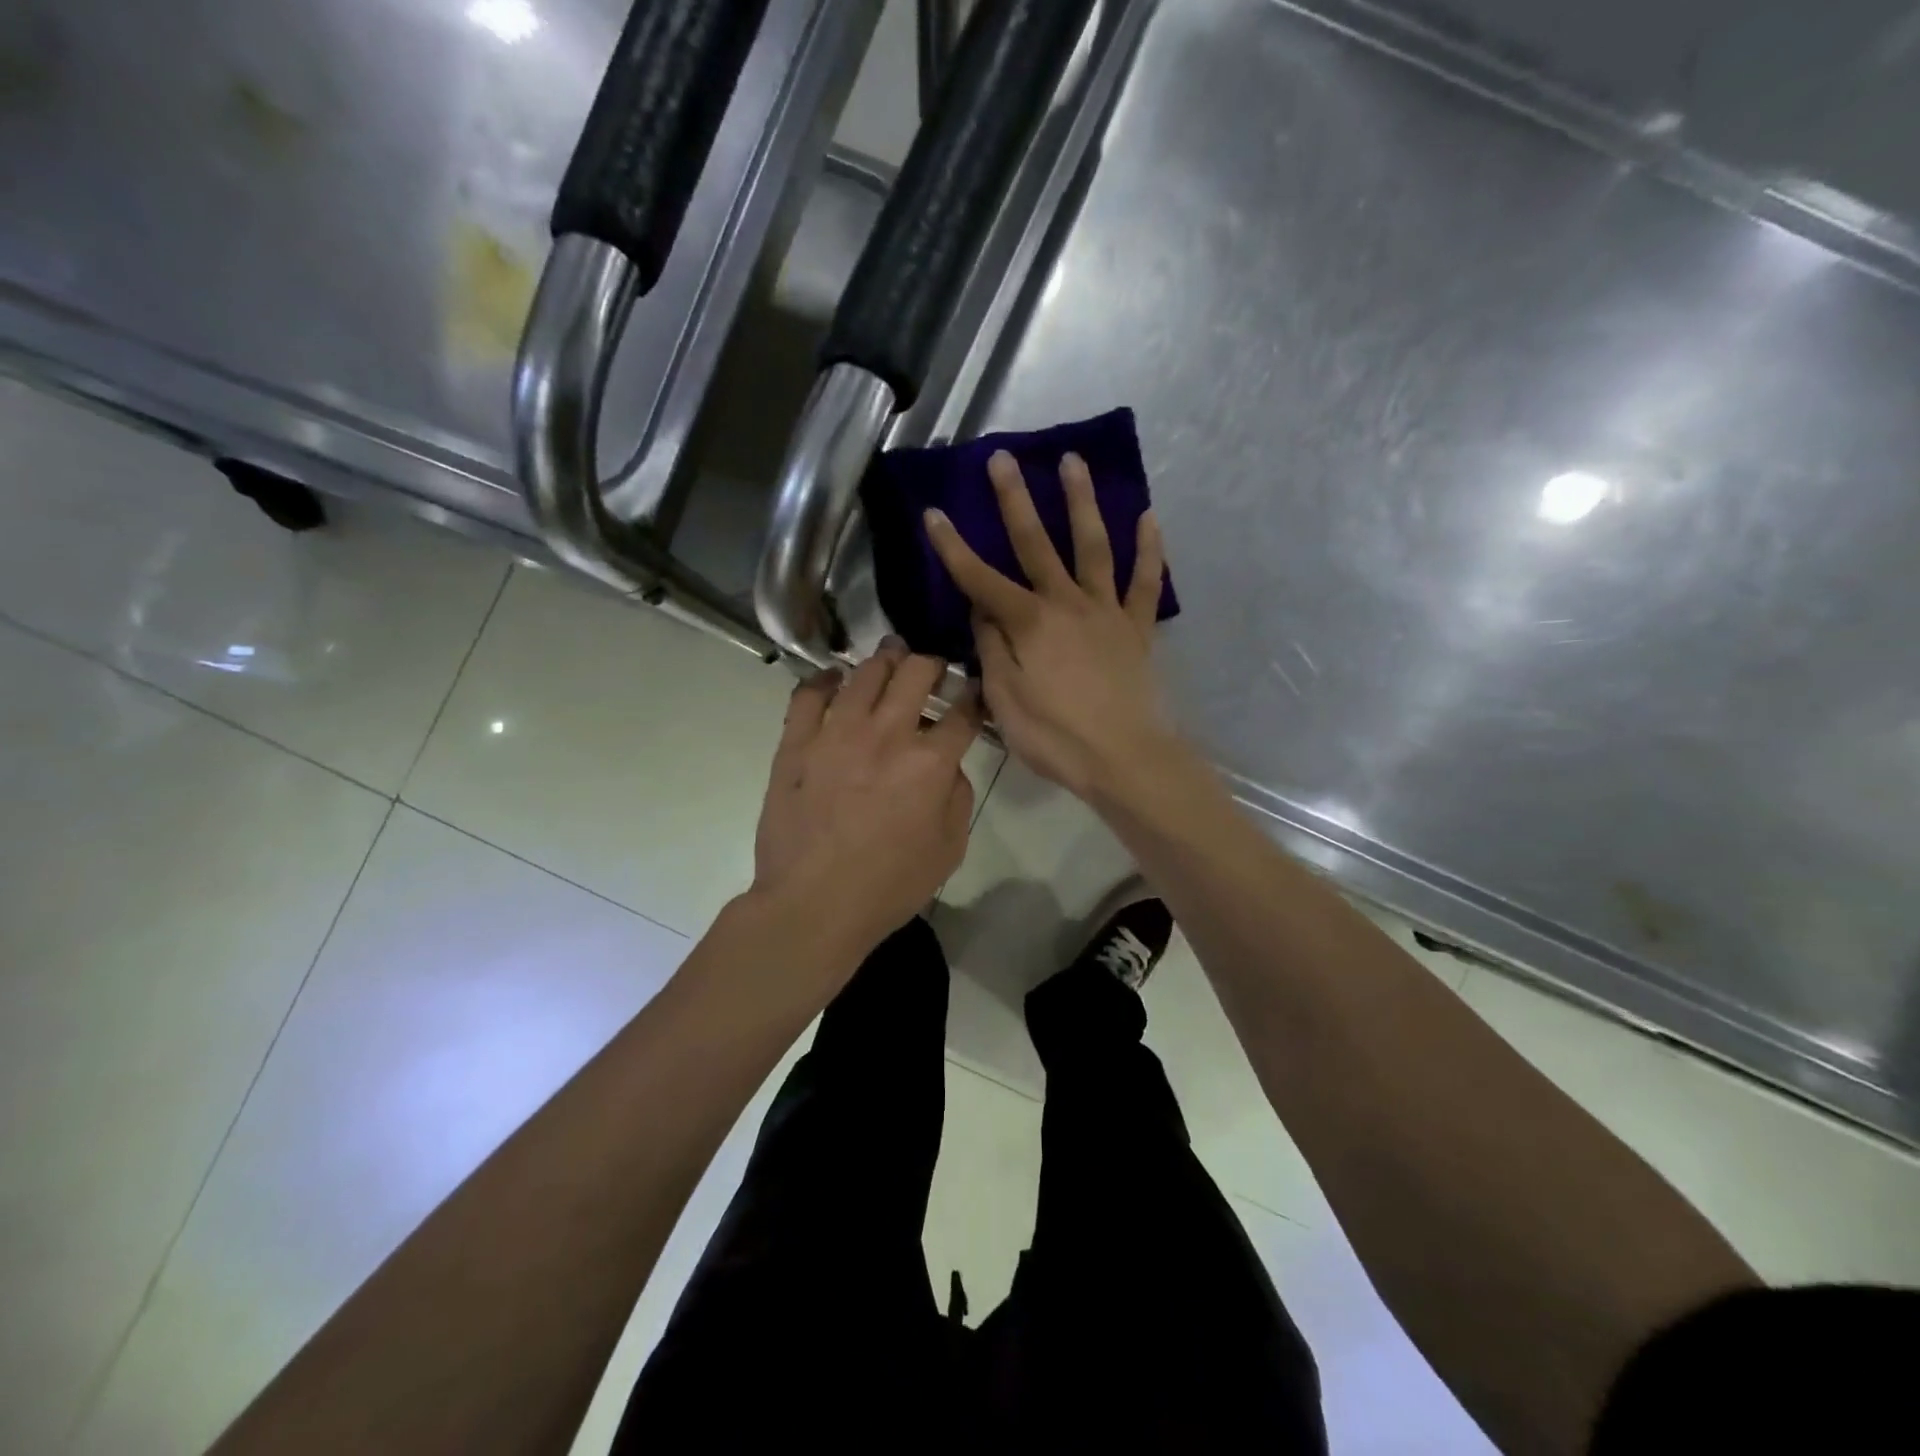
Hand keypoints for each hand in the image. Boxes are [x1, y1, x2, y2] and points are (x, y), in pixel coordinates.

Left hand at [752, 639, 981, 964]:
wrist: (813, 905)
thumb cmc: (889, 885)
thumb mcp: (949, 849)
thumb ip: (958, 797)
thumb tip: (948, 766)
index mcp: (930, 763)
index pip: (962, 713)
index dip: (974, 697)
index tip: (974, 691)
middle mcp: (886, 734)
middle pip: (915, 673)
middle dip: (931, 663)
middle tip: (932, 668)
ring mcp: (836, 733)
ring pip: (864, 673)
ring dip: (884, 660)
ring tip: (890, 657)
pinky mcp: (796, 743)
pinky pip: (808, 695)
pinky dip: (823, 679)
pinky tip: (833, 678)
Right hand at [924, 449, 1175, 797]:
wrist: (1125, 759)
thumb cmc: (1056, 736)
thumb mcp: (1005, 700)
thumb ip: (993, 650)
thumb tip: (982, 613)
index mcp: (1029, 624)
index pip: (981, 579)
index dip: (953, 547)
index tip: (934, 513)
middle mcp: (1067, 604)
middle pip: (1037, 544)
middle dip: (1015, 501)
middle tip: (1004, 458)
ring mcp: (1106, 612)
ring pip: (1093, 547)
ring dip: (1081, 502)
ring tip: (1073, 462)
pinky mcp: (1137, 628)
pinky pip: (1145, 583)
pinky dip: (1148, 549)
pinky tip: (1148, 516)